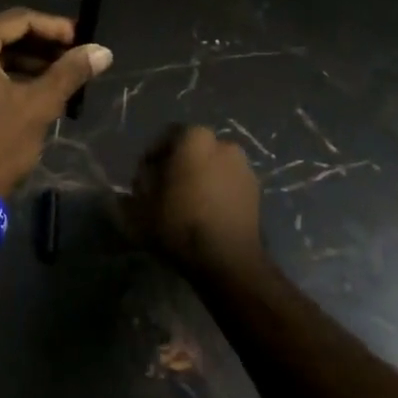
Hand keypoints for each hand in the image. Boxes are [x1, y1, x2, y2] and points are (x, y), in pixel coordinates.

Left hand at [0, 9, 112, 196]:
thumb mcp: (36, 107)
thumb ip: (69, 73)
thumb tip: (102, 51)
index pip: (19, 20)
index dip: (55, 28)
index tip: (83, 40)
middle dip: (38, 47)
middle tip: (72, 59)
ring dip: (20, 62)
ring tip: (56, 76)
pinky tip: (25, 89)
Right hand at [132, 125, 266, 278]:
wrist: (227, 260)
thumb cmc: (179, 222)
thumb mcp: (141, 202)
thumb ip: (140, 182)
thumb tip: (146, 176)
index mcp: (195, 138)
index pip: (167, 136)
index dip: (153, 157)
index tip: (144, 178)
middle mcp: (224, 144)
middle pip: (193, 150)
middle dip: (179, 166)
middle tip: (164, 190)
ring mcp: (244, 168)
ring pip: (213, 167)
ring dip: (200, 179)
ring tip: (187, 204)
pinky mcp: (257, 193)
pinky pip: (228, 185)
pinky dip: (217, 193)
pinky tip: (206, 215)